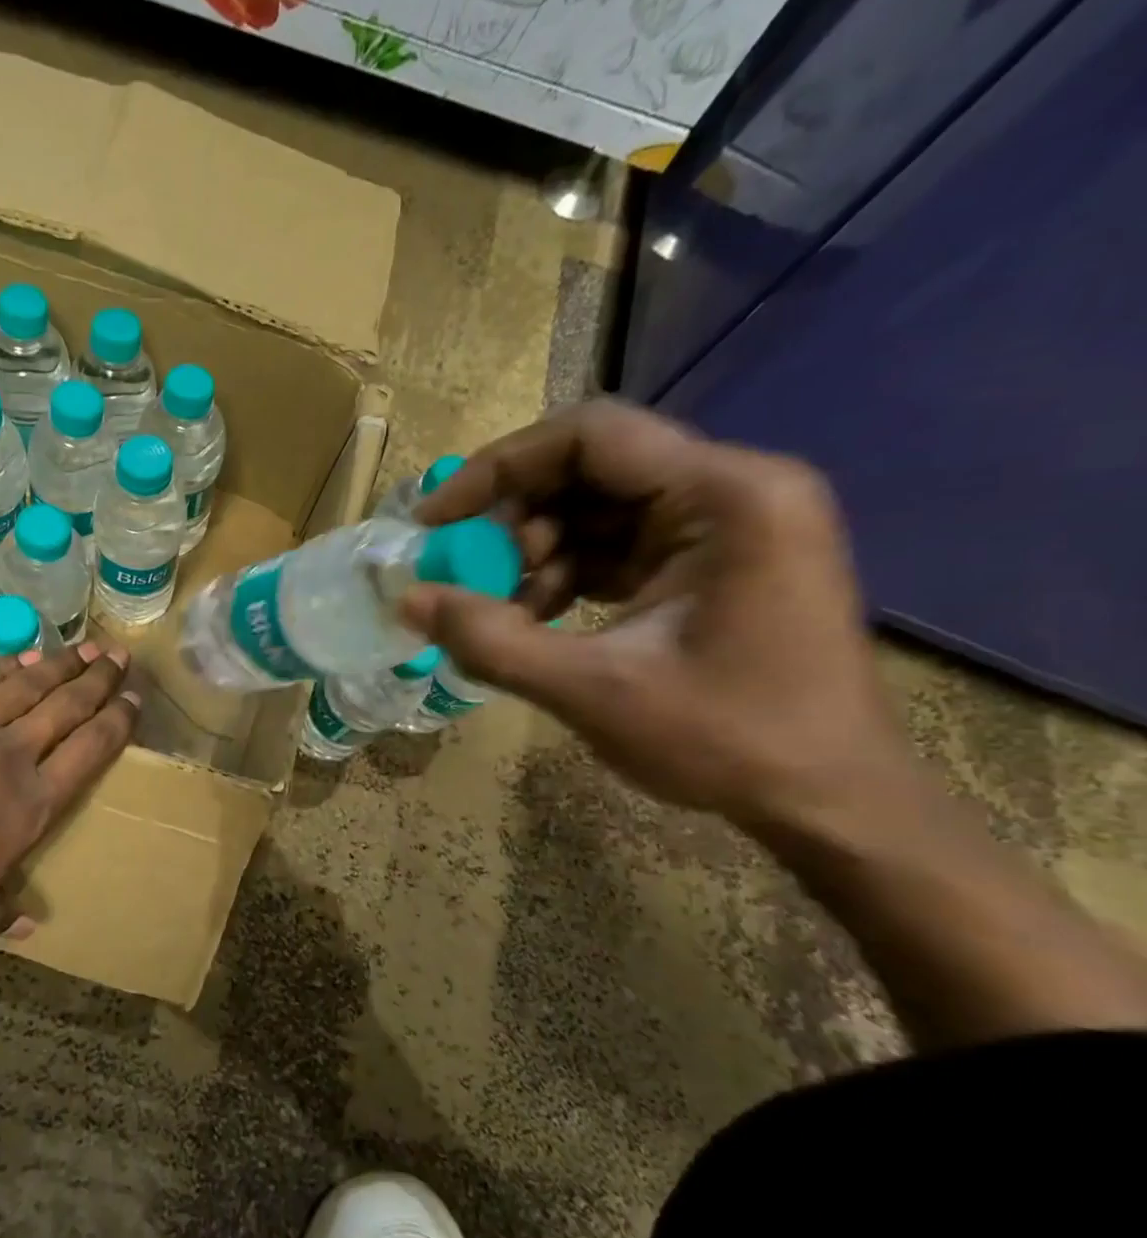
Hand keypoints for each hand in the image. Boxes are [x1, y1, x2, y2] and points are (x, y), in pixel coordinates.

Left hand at [0, 640, 139, 966]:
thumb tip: (26, 921)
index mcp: (22, 814)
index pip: (87, 758)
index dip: (115, 726)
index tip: (134, 701)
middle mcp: (4, 759)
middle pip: (64, 709)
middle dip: (97, 682)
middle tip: (121, 657)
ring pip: (24, 686)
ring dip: (59, 666)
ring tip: (85, 647)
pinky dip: (2, 667)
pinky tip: (19, 657)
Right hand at [405, 400, 912, 832]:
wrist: (831, 801)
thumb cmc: (728, 741)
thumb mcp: (593, 691)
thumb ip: (492, 641)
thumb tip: (407, 601)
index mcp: (727, 496)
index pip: (590, 436)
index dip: (499, 468)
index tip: (438, 520)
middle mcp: (734, 489)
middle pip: (592, 467)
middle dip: (516, 518)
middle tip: (465, 572)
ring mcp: (729, 525)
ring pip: (600, 507)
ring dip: (537, 552)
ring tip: (503, 610)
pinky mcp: (715, 561)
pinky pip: (620, 544)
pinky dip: (568, 574)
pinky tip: (537, 619)